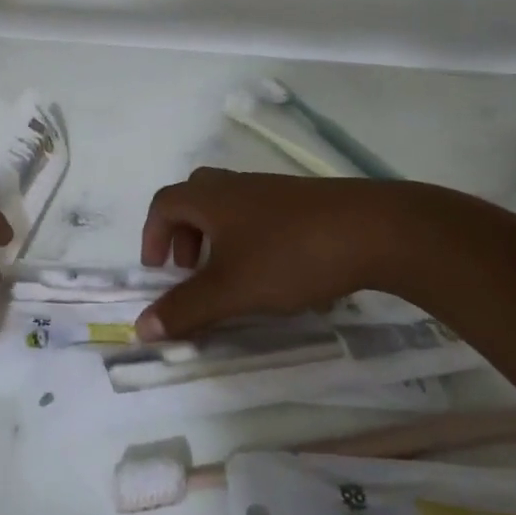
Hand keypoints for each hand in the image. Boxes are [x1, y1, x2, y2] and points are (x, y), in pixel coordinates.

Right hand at [136, 169, 402, 339]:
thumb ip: (185, 309)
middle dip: (185, 235)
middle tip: (193, 270)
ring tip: (234, 278)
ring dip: (220, 239)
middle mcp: (238, 186)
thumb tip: (141, 328)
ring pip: (231, 207)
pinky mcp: (305, 203)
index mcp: (211, 198)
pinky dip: (253, 241)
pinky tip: (278, 276)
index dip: (152, 235)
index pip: (164, 204)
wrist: (374, 230)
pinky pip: (263, 216)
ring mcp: (274, 191)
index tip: (159, 271)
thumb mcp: (231, 290)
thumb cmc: (289, 255)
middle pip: (196, 198)